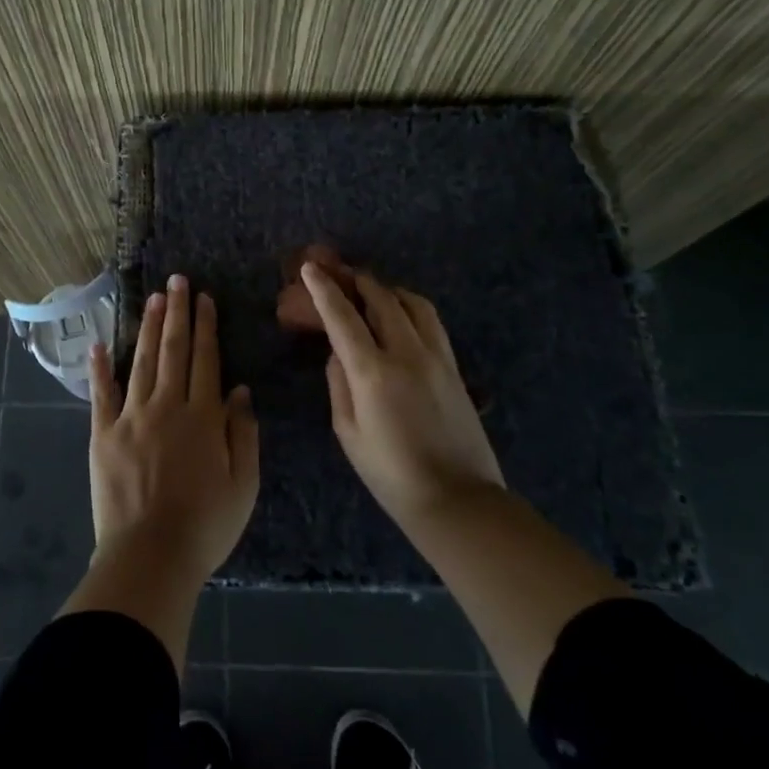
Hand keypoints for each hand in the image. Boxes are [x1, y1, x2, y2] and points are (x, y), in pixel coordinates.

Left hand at [86, 274, 259, 585]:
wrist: (150, 556)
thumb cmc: (205, 526)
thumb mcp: (243, 485)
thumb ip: (243, 434)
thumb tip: (238, 391)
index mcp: (203, 418)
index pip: (206, 360)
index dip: (206, 327)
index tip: (203, 298)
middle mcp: (166, 407)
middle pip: (174, 351)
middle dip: (177, 313)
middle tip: (176, 281)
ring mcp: (130, 418)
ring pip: (142, 363)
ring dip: (149, 328)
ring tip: (153, 299)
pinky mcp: (102, 435)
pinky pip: (101, 395)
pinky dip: (100, 368)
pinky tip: (100, 345)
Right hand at [301, 262, 504, 529]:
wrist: (457, 499)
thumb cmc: (390, 474)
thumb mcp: (348, 432)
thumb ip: (339, 384)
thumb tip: (338, 353)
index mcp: (373, 372)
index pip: (343, 318)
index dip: (323, 290)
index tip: (310, 268)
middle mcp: (407, 353)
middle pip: (382, 299)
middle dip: (358, 281)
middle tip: (340, 274)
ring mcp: (437, 357)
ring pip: (413, 304)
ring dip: (388, 290)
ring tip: (372, 292)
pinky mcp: (455, 367)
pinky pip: (431, 322)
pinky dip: (411, 307)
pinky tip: (402, 315)